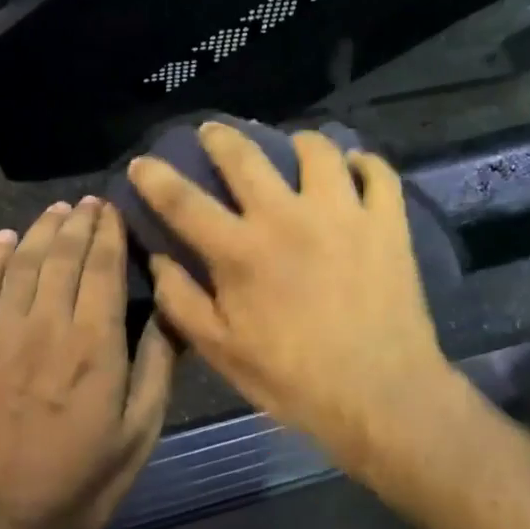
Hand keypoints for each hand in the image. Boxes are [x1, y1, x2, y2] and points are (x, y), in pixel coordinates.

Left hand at [0, 198, 174, 528]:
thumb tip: (171, 313)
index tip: (115, 207)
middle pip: (62, 255)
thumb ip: (156, 368)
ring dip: (41, 230)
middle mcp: (46, 326)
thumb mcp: (139, 435)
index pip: (103, 267)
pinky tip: (4, 239)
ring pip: (22, 263)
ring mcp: (1, 336)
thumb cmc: (81, 483)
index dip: (110, 231)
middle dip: (79, 222)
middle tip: (91, 201)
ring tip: (58, 210)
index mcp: (94, 345)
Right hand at [127, 122, 458, 476]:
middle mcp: (287, 217)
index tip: (142, 161)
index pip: (183, 201)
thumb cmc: (295, 381)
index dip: (155, 177)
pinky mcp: (387, 222)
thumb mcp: (222, 352)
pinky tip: (354, 170)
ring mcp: (343, 213)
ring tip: (295, 149)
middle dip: (220, 137)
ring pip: (318, 150)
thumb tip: (157, 259)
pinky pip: (377, 173)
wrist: (381, 396)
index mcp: (241, 251)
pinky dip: (364, 164)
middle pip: (245, 156)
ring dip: (299, 143)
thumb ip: (182, 302)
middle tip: (213, 132)